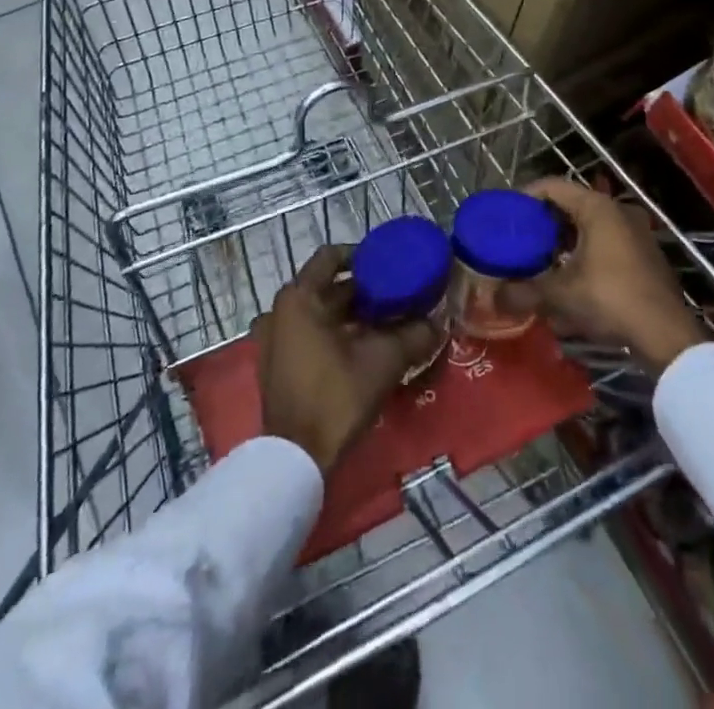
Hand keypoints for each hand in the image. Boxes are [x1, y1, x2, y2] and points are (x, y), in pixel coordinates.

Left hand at [254, 245, 440, 474]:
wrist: (296, 459)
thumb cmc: (336, 396)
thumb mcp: (383, 362)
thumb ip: (413, 335)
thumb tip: (440, 322)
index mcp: (299, 298)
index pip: (330, 257)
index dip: (361, 256)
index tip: (388, 265)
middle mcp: (280, 311)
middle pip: (326, 287)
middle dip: (362, 291)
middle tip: (397, 296)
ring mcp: (273, 339)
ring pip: (318, 313)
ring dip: (349, 314)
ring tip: (386, 322)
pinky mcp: (276, 364)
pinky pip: (307, 334)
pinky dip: (333, 334)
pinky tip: (362, 348)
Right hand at [499, 176, 708, 373]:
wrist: (666, 334)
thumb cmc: (609, 299)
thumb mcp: (559, 295)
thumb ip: (523, 291)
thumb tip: (494, 298)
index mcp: (597, 207)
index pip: (552, 186)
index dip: (525, 197)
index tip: (507, 215)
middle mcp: (618, 210)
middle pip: (571, 205)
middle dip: (544, 223)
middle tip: (521, 241)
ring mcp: (636, 232)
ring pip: (590, 226)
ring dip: (565, 241)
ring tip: (543, 262)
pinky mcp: (645, 255)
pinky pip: (606, 243)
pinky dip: (585, 253)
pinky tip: (572, 280)